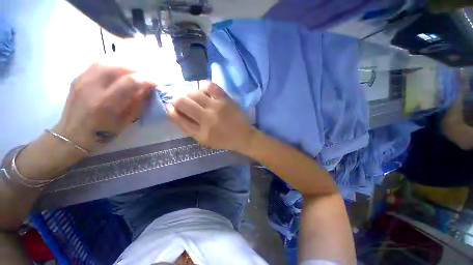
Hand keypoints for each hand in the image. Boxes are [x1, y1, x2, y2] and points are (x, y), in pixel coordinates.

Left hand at [54, 62, 154, 151]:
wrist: (73, 134)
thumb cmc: (103, 132)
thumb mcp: (126, 120)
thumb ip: (137, 102)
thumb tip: (148, 88)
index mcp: (106, 102)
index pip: (130, 81)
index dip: (147, 79)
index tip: (156, 82)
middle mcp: (92, 87)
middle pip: (117, 66)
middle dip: (137, 68)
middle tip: (147, 74)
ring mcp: (82, 80)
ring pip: (106, 60)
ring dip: (125, 63)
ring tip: (135, 70)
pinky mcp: (78, 77)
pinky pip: (98, 63)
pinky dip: (113, 63)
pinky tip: (120, 69)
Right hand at [166, 81, 255, 151]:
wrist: (242, 136)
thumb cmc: (223, 140)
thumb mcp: (204, 140)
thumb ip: (189, 128)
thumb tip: (175, 112)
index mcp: (199, 131)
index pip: (177, 117)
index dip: (171, 110)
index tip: (170, 107)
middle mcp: (206, 118)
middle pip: (182, 102)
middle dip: (177, 100)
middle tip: (182, 101)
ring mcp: (216, 107)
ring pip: (194, 93)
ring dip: (189, 93)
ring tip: (193, 97)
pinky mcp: (225, 99)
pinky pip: (210, 86)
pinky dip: (203, 85)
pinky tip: (203, 89)